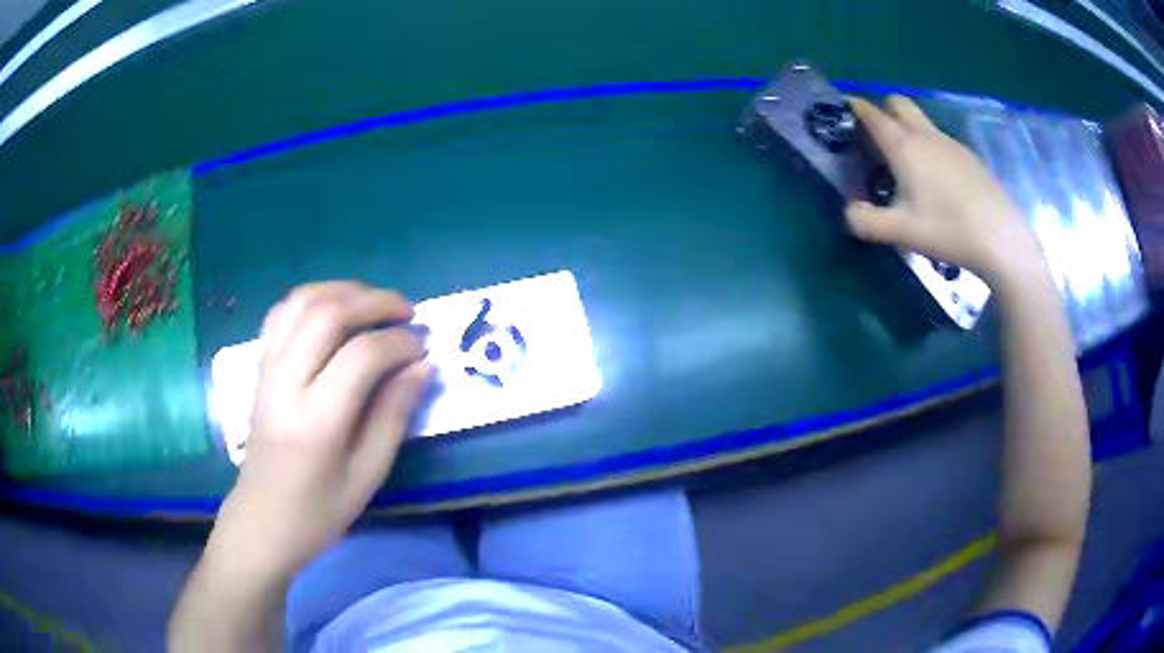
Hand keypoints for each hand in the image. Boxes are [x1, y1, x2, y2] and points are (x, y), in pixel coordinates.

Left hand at [211, 281, 430, 578]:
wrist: (261, 519)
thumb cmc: (319, 511)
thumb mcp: (367, 475)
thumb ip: (394, 416)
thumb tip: (422, 366)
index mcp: (316, 420)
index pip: (362, 356)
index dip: (399, 343)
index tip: (423, 349)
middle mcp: (286, 383)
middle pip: (328, 313)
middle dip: (375, 301)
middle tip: (407, 313)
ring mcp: (267, 369)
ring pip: (302, 301)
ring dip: (343, 290)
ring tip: (374, 303)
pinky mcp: (259, 366)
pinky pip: (282, 312)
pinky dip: (313, 298)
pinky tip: (334, 311)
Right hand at [844, 96, 1045, 287]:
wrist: (1001, 238)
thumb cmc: (948, 229)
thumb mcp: (901, 231)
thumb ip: (866, 221)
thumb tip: (849, 212)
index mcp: (903, 145)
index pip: (871, 113)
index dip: (854, 108)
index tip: (844, 112)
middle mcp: (925, 135)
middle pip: (898, 103)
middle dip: (883, 109)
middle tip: (877, 137)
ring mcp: (951, 143)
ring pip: (922, 122)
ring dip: (908, 130)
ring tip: (908, 167)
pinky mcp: (969, 157)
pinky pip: (941, 141)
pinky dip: (930, 148)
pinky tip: (938, 183)